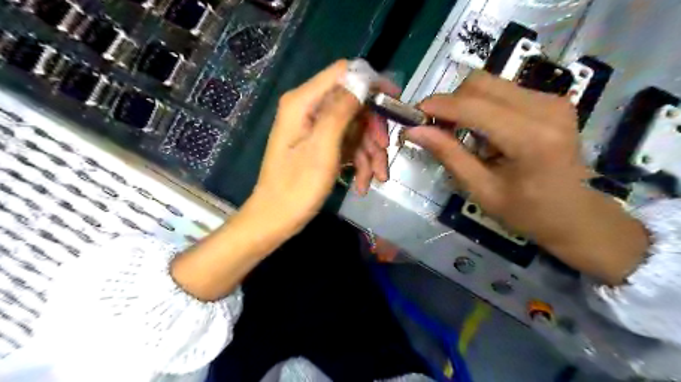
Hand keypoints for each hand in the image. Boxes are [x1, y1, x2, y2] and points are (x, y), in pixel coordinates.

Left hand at [250, 60, 394, 232]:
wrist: (276, 219)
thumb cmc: (296, 187)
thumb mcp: (322, 148)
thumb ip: (341, 110)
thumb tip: (363, 80)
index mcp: (303, 102)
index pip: (343, 73)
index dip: (371, 83)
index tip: (394, 101)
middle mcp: (308, 110)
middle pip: (353, 105)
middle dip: (372, 130)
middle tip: (384, 151)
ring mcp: (315, 129)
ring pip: (354, 129)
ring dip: (368, 152)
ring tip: (377, 178)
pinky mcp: (319, 146)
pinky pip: (346, 145)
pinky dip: (358, 162)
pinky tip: (362, 184)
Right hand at [407, 71, 651, 283]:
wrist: (576, 215)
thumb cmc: (527, 212)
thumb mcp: (481, 190)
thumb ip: (449, 155)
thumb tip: (414, 131)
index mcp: (531, 138)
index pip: (474, 106)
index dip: (438, 106)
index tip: (413, 116)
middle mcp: (546, 108)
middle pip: (480, 83)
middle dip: (450, 102)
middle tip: (436, 129)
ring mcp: (552, 100)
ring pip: (490, 84)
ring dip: (465, 105)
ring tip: (461, 135)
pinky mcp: (551, 100)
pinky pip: (502, 91)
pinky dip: (482, 107)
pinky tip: (484, 133)